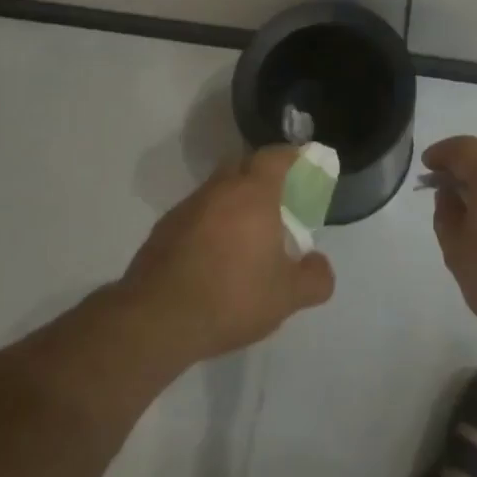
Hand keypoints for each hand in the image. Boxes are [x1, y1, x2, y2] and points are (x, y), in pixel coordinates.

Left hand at [118, 145, 335, 365]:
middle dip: (261, 176)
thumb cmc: (232, 296)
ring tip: (245, 235)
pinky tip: (213, 258)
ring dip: (233, 202)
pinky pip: (196, 215)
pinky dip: (209, 225)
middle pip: (243, 166)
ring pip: (217, 191)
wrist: (156, 320)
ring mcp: (187, 208)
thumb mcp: (287, 296)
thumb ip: (314, 278)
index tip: (303, 166)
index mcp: (253, 193)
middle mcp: (219, 189)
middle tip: (277, 202)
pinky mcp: (163, 230)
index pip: (275, 156)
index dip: (292, 156)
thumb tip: (320, 265)